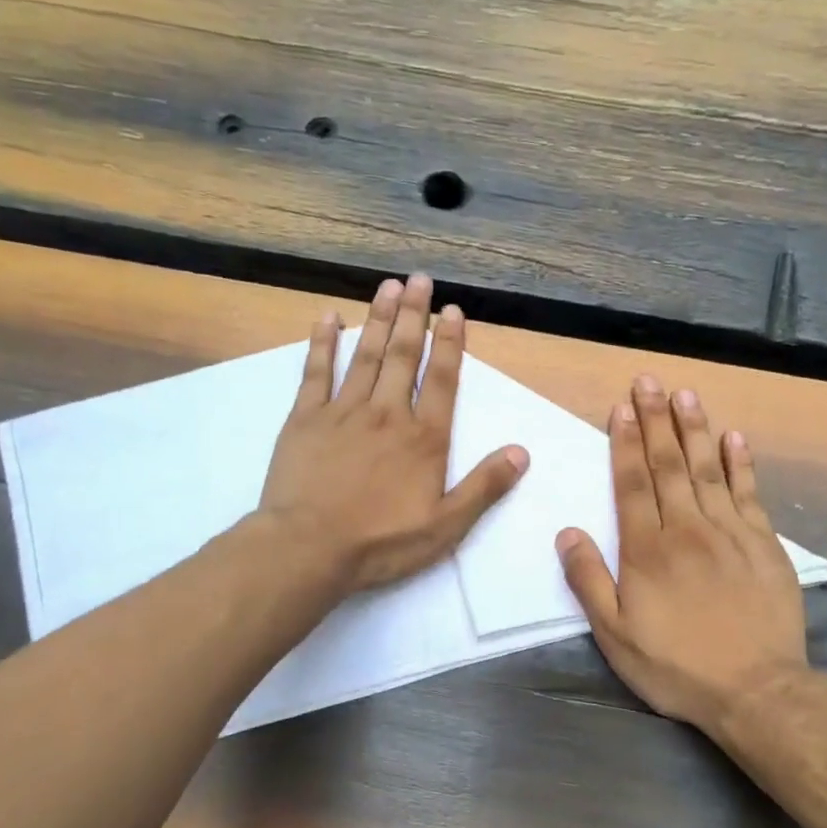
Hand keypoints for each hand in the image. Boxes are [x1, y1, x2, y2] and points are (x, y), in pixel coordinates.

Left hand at [261, 274, 528, 594]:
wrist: (309, 548)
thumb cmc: (382, 542)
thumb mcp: (446, 525)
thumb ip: (484, 487)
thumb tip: (521, 453)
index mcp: (424, 438)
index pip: (443, 380)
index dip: (450, 343)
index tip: (453, 311)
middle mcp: (387, 414)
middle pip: (404, 355)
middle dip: (414, 315)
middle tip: (419, 279)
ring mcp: (343, 412)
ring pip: (365, 355)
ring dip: (378, 318)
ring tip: (388, 286)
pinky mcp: (305, 419)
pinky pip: (316, 372)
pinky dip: (322, 343)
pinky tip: (328, 318)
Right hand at [558, 376, 810, 745]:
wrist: (756, 691)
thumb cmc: (676, 666)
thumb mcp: (615, 636)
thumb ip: (589, 581)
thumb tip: (567, 532)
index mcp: (647, 550)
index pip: (632, 484)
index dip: (623, 444)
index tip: (620, 408)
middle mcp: (687, 529)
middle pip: (669, 465)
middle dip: (656, 420)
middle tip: (649, 381)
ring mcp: (730, 533)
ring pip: (708, 469)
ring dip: (695, 429)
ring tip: (686, 394)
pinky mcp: (764, 544)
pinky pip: (750, 493)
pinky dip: (742, 463)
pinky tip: (735, 437)